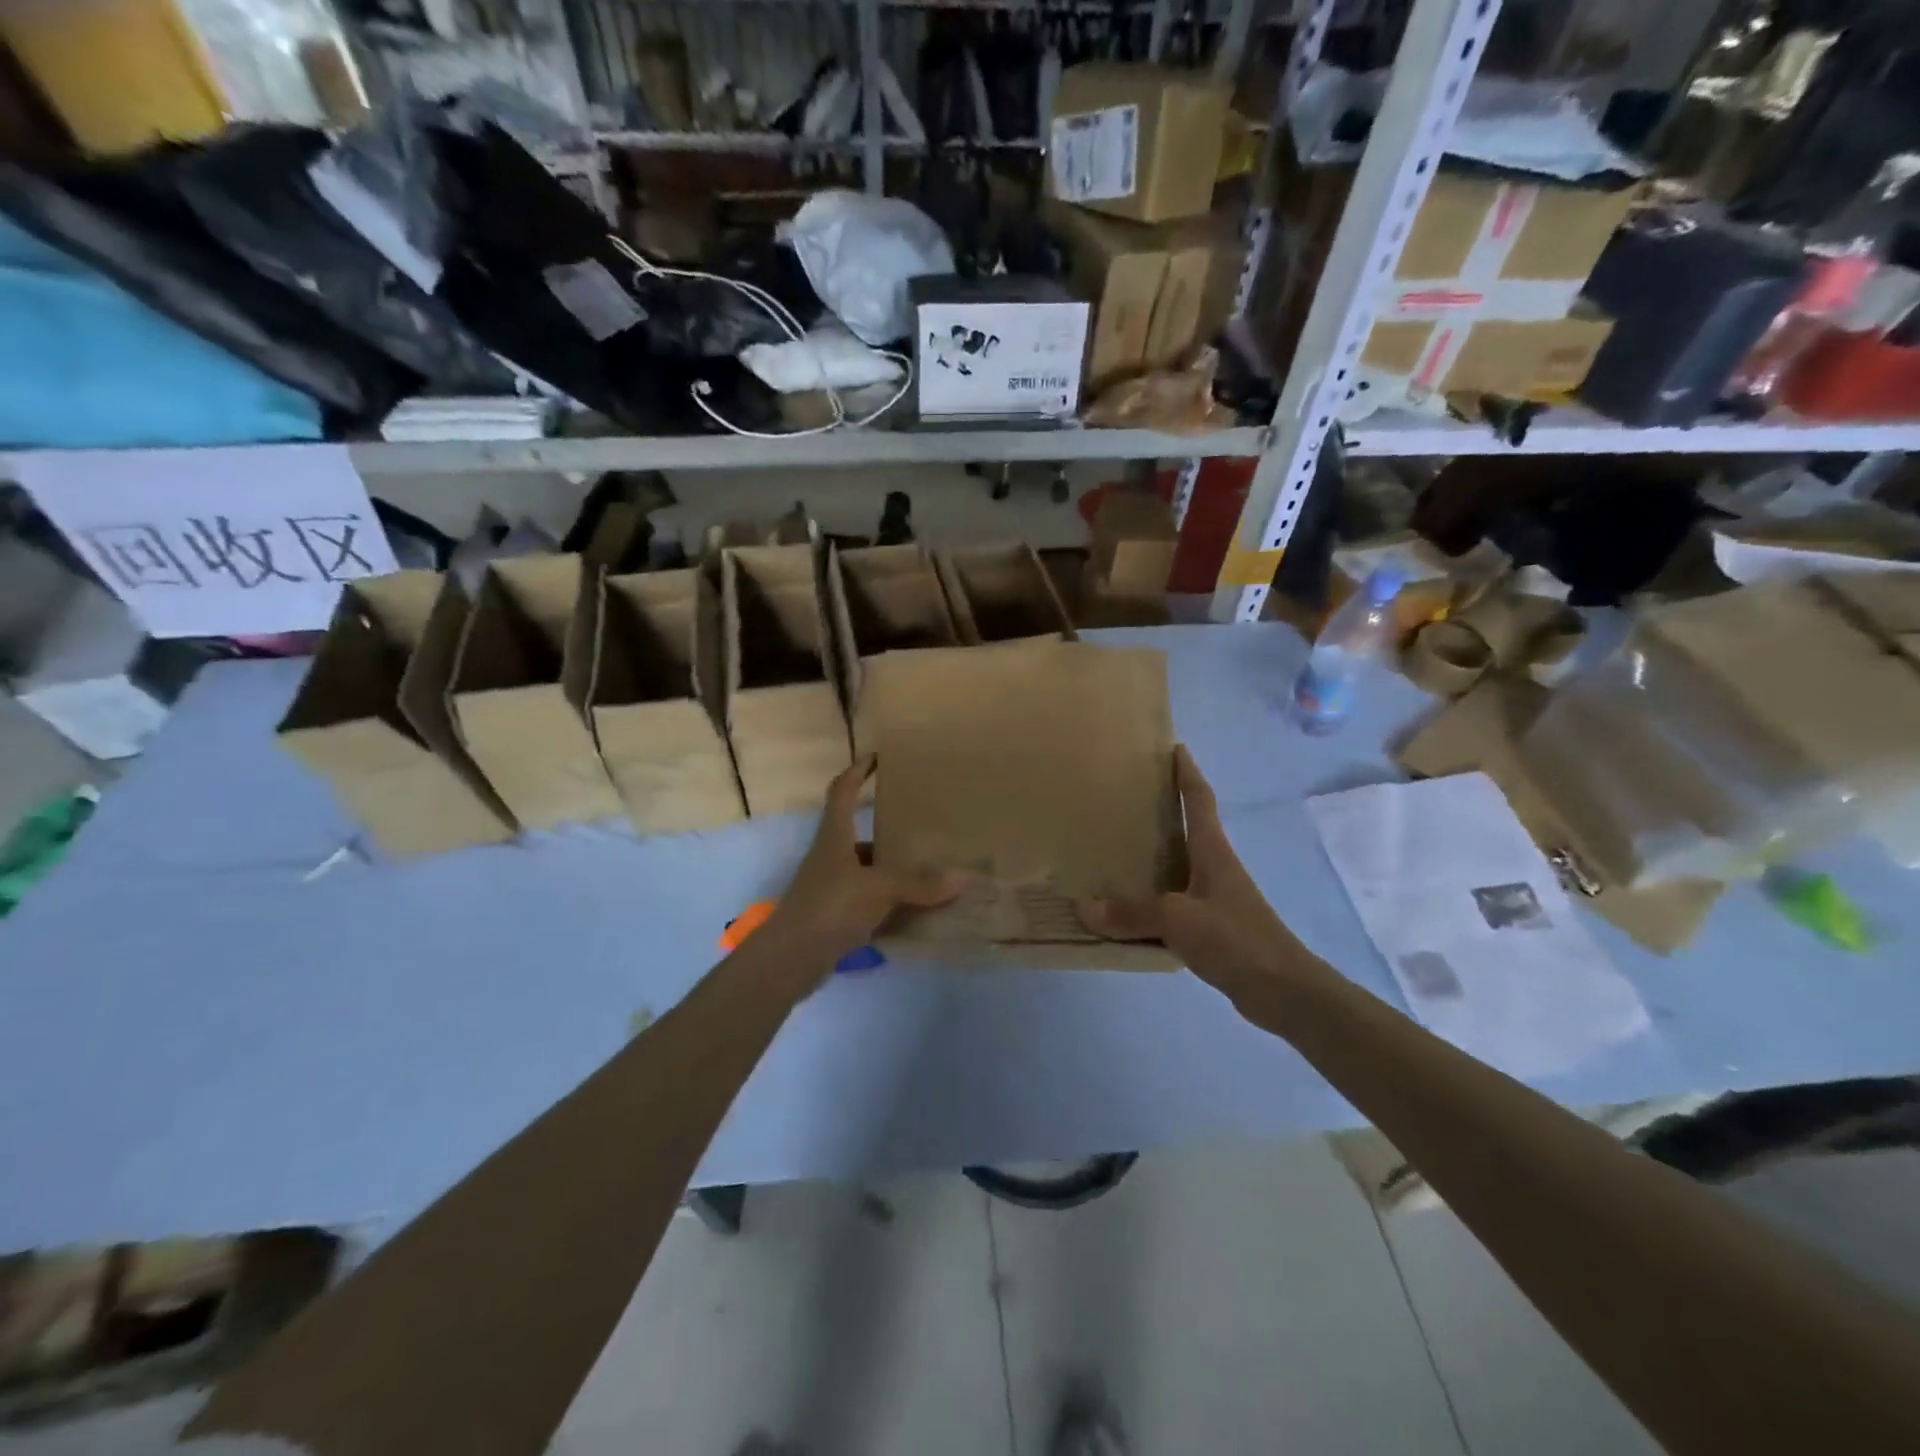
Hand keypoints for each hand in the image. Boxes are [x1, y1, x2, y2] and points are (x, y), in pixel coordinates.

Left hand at [759, 755, 966, 980]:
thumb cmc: (830, 907)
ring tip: (930, 867)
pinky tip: (917, 909)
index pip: (842, 790)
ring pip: (867, 869)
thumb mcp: (880, 889)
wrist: (790, 959)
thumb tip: (964, 876)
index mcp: (835, 836)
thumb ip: (921, 883)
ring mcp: (831, 887)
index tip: (878, 758)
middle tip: (923, 823)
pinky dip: (891, 901)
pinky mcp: (835, 916)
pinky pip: (869, 900)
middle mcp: (831, 856)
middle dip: (888, 827)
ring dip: (893, 868)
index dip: (857, 770)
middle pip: (859, 832)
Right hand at [1077, 745, 1306, 1005]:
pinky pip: (1171, 905)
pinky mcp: (1211, 928)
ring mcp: (1214, 898)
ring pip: (1176, 868)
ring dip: (1150, 859)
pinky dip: (1148, 902)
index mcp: (1212, 851)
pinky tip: (1125, 911)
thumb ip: (1131, 912)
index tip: (1172, 747)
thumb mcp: (1178, 919)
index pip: (1198, 799)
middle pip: (1185, 829)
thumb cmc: (1235, 938)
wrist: (1283, 991)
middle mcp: (1214, 867)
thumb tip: (1084, 907)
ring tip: (1111, 850)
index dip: (1186, 772)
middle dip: (1160, 811)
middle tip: (1122, 798)